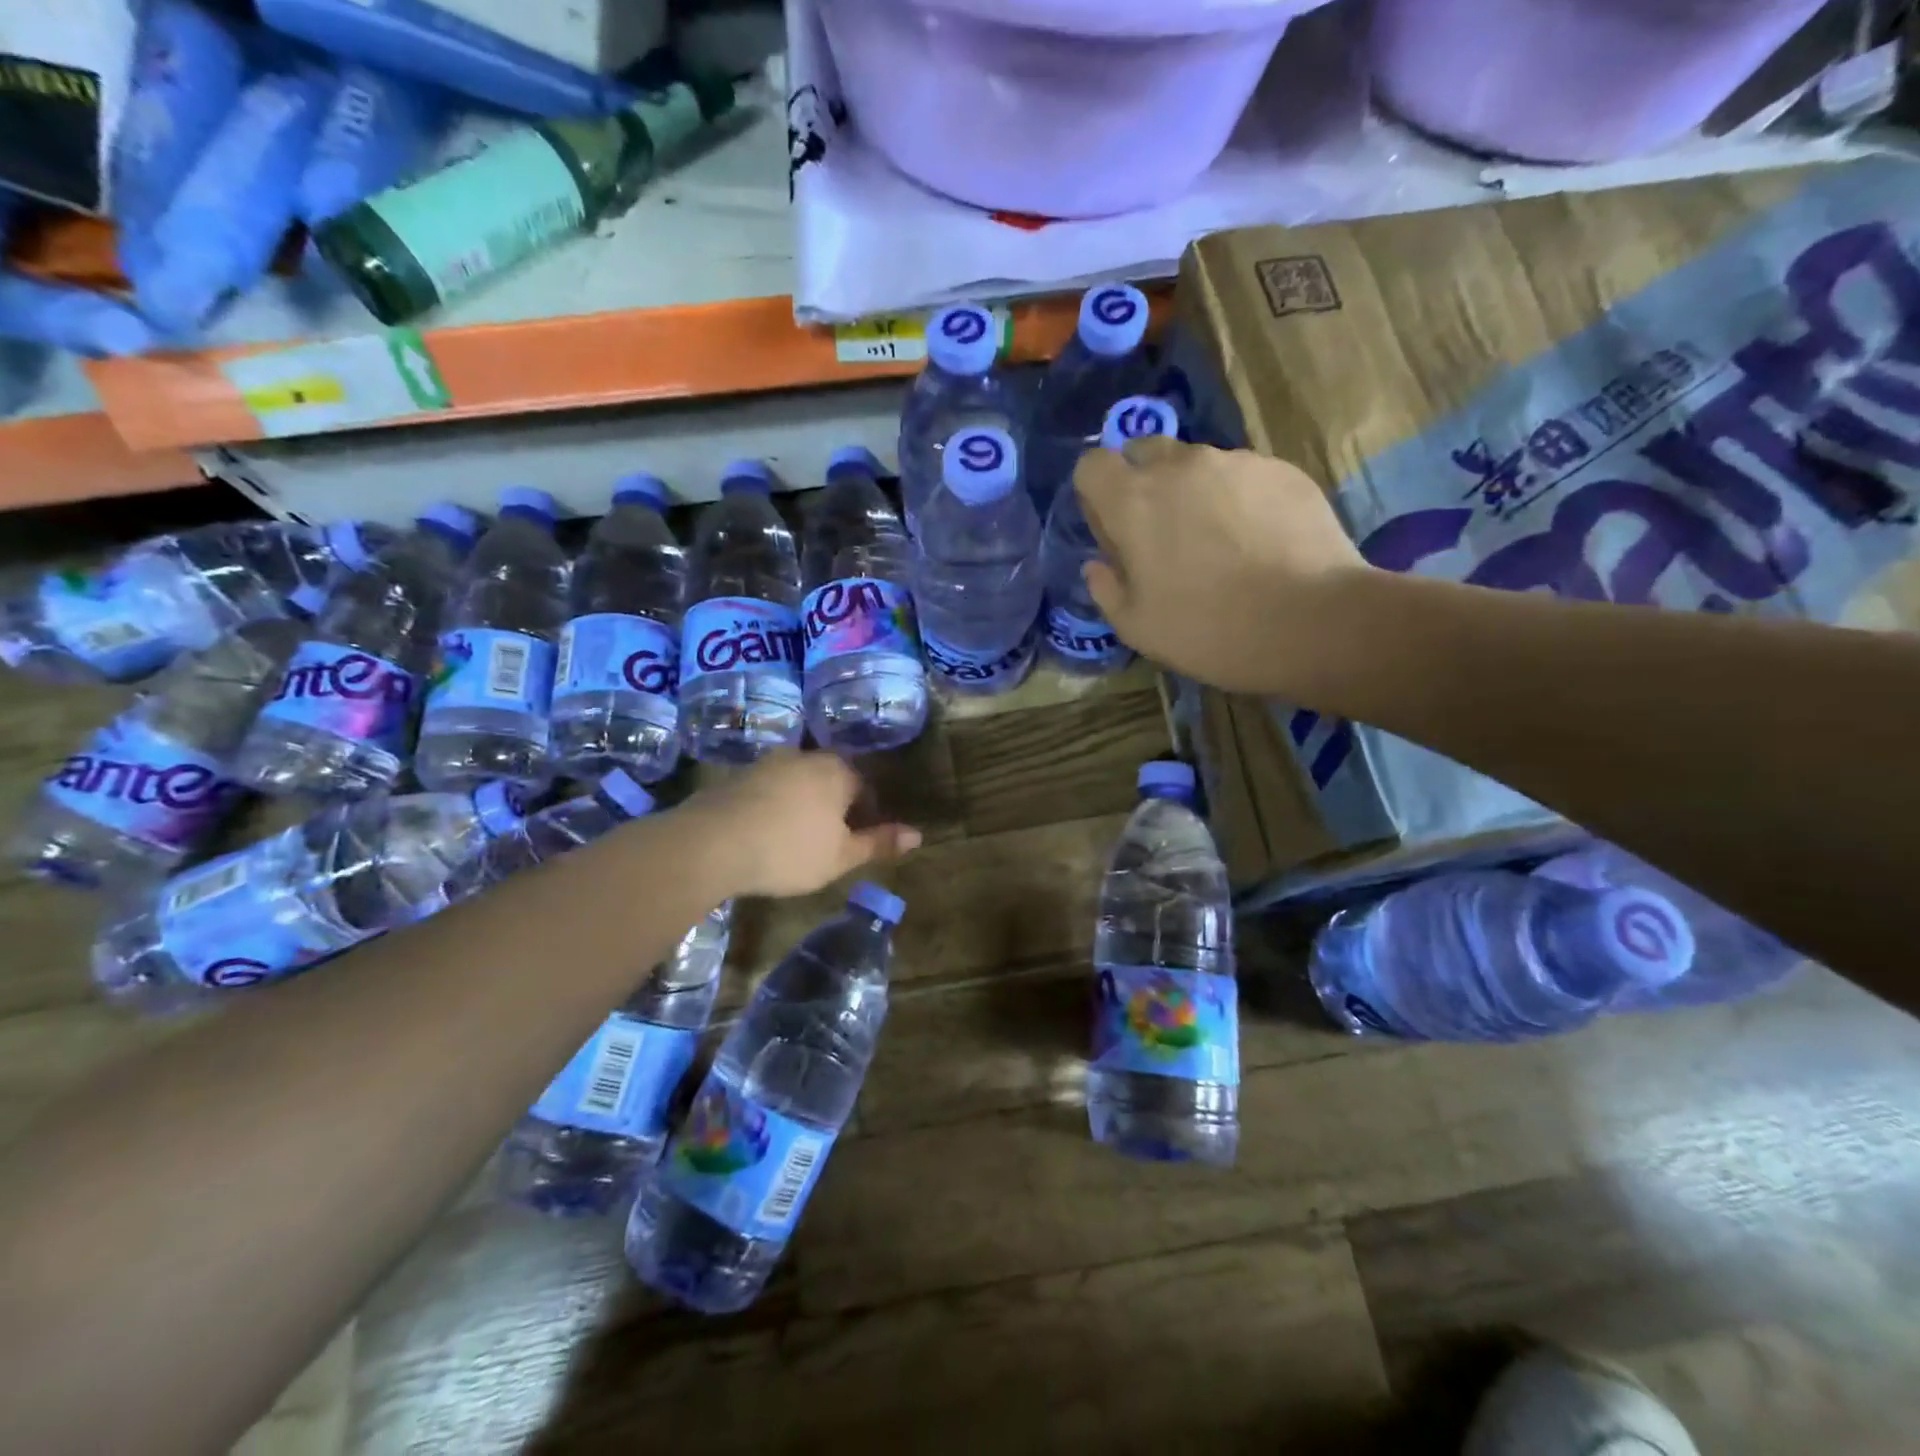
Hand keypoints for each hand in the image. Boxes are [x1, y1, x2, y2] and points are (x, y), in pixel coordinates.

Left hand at [683, 751, 920, 898]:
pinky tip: (765, 834)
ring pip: (799, 783)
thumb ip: (879, 843)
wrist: (712, 843)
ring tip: (796, 839)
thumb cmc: (789, 851)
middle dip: (836, 807)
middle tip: (830, 842)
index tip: (859, 843)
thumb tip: (919, 834)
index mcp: (838, 771)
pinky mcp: (737, 776)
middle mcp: (805, 757)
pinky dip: (774, 807)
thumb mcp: (841, 857)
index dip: (868, 816)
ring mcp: (768, 763)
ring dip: (804, 805)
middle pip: (832, 780)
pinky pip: (769, 789)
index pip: (866, 788)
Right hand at [1074, 438, 1377, 696]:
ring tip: (1220, 542)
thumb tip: (1098, 566)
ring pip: (1196, 464)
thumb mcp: (1136, 627)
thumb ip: (1106, 588)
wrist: (1311, 621)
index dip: (1095, 493)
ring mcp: (1235, 461)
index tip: (1112, 528)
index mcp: (1132, 501)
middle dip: (1142, 483)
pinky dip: (1238, 499)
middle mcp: (1179, 466)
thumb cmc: (1208, 630)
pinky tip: (1258, 542)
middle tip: (1162, 533)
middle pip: (1143, 452)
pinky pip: (1243, 475)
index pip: (1091, 464)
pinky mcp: (1281, 469)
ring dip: (1192, 492)